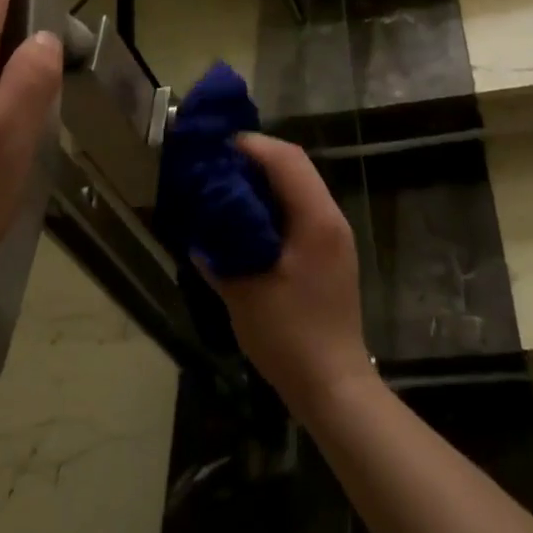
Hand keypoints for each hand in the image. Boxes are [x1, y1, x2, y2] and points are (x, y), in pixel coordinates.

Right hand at [203, 134, 374, 420]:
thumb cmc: (290, 337)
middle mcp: (331, 217)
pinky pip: (301, 208)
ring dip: (265, 179)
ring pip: (298, 184)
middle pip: (294, 165)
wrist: (335, 387)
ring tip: (227, 187)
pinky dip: (274, 202)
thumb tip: (198, 228)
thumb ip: (218, 255)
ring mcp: (334, 234)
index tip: (216, 149)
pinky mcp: (330, 251)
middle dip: (255, 157)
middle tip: (217, 166)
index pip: (285, 158)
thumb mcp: (243, 294)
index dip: (250, 145)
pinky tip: (247, 220)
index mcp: (315, 219)